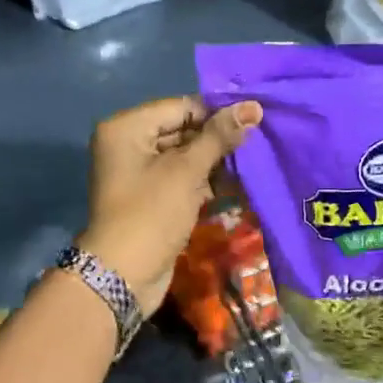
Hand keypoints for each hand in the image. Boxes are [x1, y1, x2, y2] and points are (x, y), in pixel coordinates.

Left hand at [79, 96, 263, 315]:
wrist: (123, 275)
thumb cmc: (152, 213)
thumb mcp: (187, 171)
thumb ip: (219, 137)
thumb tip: (253, 107)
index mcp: (127, 128)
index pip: (181, 107)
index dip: (218, 113)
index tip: (255, 120)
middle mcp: (129, 144)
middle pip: (183, 130)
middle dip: (218, 139)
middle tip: (259, 142)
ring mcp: (139, 174)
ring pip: (185, 157)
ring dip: (216, 163)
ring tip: (253, 164)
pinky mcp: (151, 199)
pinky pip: (182, 180)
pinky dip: (205, 182)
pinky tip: (236, 186)